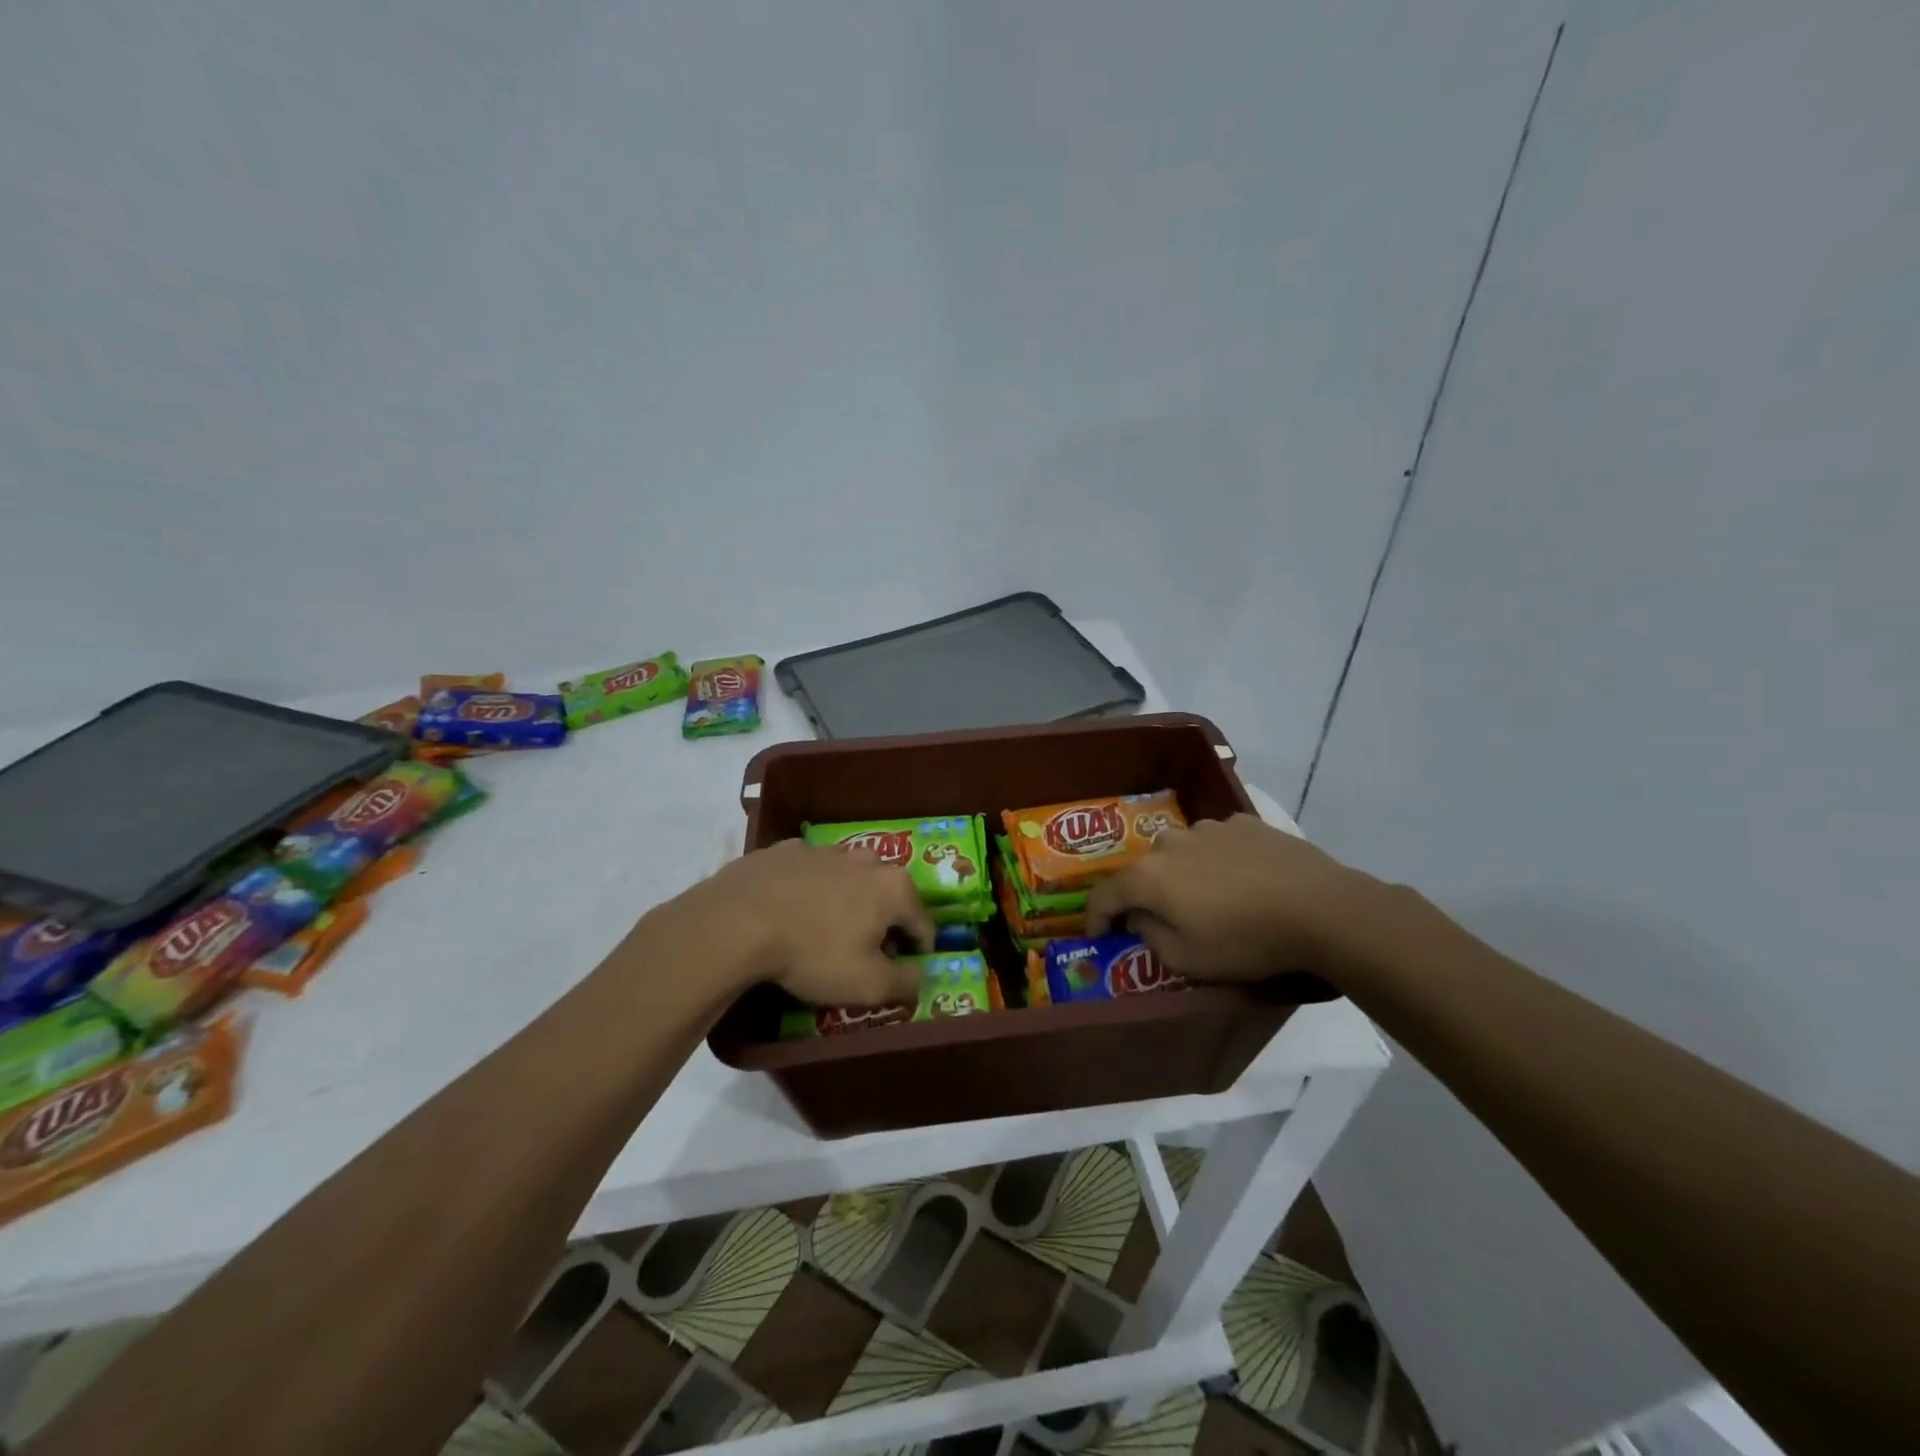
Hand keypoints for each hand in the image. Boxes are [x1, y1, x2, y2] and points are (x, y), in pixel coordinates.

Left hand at [650, 839, 933, 1006]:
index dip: (918, 953)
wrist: (736, 921)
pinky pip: (809, 874)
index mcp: (894, 887)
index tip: (902, 973)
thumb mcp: (868, 985)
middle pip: (887, 897)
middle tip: (862, 956)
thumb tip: (920, 978)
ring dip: (846, 904)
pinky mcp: (785, 850)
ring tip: (823, 934)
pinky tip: (790, 914)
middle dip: (882, 924)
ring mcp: (824, 849)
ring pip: (848, 881)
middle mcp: (866, 859)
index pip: (923, 924)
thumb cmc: (813, 953)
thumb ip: (905, 983)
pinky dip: (809, 892)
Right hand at [1085, 814, 1377, 981]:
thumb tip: (1138, 918)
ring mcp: (1208, 827)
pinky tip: (1244, 881)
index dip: (1096, 917)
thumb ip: (1149, 937)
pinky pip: (1217, 843)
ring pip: (1181, 853)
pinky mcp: (1243, 823)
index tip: (1099, 935)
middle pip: (1145, 871)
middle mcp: (1170, 842)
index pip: (1105, 894)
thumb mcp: (1187, 961)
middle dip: (1147, 895)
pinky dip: (1218, 861)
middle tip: (1166, 920)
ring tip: (1213, 899)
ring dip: (1184, 874)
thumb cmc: (1246, 941)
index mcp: (1149, 876)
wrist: (1321, 909)